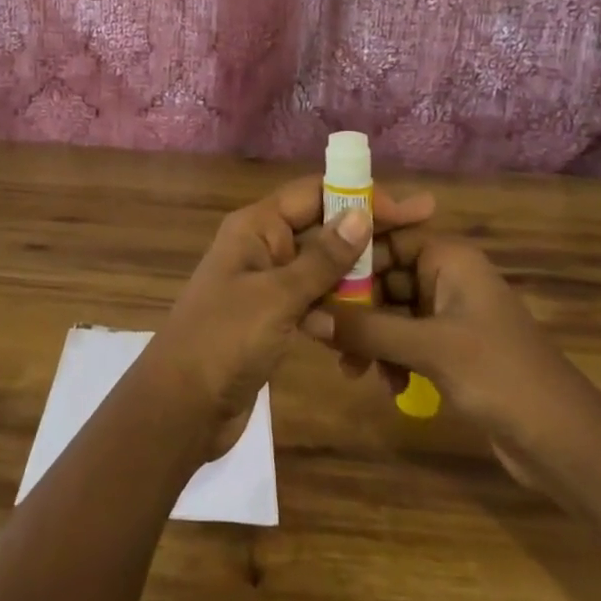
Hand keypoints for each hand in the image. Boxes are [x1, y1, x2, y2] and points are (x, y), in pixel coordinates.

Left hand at [149, 176, 434, 456]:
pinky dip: (338, 311)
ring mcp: (266, 283)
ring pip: (321, 268)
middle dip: (367, 236)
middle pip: (322, 228)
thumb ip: (321, 259)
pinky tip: (367, 330)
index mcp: (256, 226)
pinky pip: (313, 301)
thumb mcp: (277, 296)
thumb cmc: (225, 339)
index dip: (362, 195)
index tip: (412, 208)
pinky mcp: (271, 317)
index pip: (315, 193)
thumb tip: (361, 215)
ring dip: (356, 279)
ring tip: (401, 288)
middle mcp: (262, 245)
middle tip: (419, 243)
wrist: (181, 407)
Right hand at [305, 227, 576, 452]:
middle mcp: (446, 276)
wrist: (567, 445)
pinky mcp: (451, 349)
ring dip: (370, 337)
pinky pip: (405, 340)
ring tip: (352, 370)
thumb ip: (366, 329)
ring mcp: (449, 314)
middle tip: (322, 332)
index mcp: (448, 257)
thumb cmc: (500, 375)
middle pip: (384, 275)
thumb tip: (304, 315)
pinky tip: (387, 386)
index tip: (312, 272)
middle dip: (354, 305)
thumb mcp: (428, 348)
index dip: (349, 250)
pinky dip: (391, 358)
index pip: (386, 234)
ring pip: (390, 311)